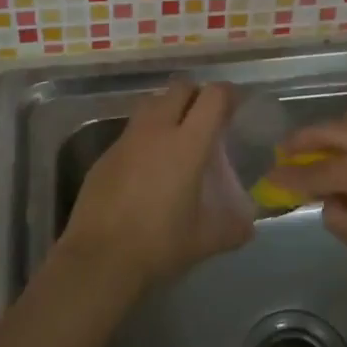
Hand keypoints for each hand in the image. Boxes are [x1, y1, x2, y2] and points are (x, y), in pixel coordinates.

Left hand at [58, 79, 251, 294]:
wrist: (99, 258)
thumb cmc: (159, 244)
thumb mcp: (205, 241)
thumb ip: (232, 228)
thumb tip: (247, 226)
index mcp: (187, 144)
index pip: (213, 97)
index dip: (228, 95)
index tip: (235, 106)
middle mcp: (156, 130)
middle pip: (180, 88)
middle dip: (197, 95)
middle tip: (206, 119)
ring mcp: (126, 139)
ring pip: (151, 103)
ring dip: (168, 108)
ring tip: (177, 135)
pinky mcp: (105, 154)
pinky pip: (131, 131)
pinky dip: (145, 136)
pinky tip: (147, 165)